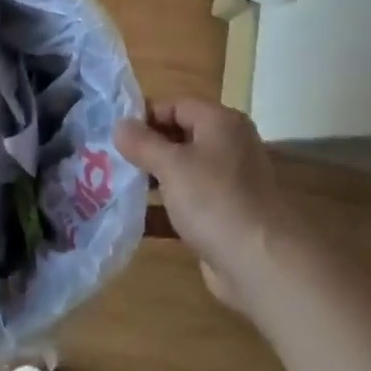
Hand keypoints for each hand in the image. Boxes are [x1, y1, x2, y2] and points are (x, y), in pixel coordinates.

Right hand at [116, 98, 288, 310]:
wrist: (262, 265)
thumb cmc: (215, 199)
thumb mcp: (171, 165)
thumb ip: (142, 142)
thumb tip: (120, 124)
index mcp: (220, 123)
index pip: (175, 105)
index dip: (144, 115)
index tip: (113, 131)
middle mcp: (227, 147)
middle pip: (178, 138)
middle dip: (145, 149)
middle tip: (108, 158)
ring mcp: (227, 184)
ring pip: (181, 173)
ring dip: (150, 180)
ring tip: (113, 185)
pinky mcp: (223, 217)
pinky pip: (186, 204)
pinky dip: (163, 209)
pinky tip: (134, 219)